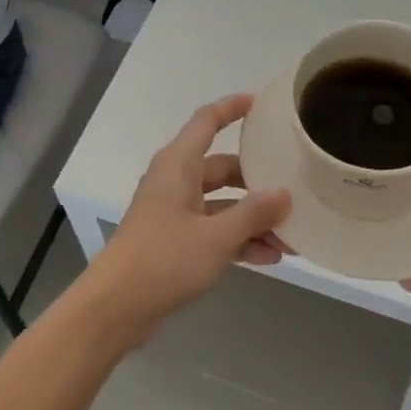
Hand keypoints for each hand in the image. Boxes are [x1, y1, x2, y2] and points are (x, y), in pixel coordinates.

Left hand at [82, 95, 291, 342]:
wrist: (116, 307)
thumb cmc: (164, 259)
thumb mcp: (216, 236)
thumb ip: (253, 214)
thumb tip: (284, 194)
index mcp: (178, 165)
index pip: (207, 121)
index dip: (232, 108)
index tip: (261, 102)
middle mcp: (175, 182)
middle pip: (222, 168)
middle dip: (258, 183)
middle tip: (293, 190)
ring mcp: (174, 213)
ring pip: (222, 204)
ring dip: (253, 219)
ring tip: (291, 237)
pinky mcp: (174, 242)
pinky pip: (214, 231)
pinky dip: (238, 240)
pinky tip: (269, 258)